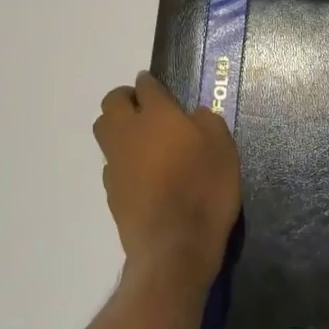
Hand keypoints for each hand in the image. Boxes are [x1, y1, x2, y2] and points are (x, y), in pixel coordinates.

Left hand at [94, 72, 241, 287]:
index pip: (146, 86)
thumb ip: (206, 122)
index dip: (152, 84)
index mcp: (157, 115)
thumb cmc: (205, 188)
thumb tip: (192, 115)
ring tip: (140, 138)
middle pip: (113, 102)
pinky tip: (141, 172)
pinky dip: (122, 159)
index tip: (159, 88)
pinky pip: (111, 162)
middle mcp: (128, 131)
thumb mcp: (223, 147)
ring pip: (104, 130)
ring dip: (117, 126)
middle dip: (126, 98)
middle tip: (145, 108)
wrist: (174, 245)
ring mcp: (115, 161)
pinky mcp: (110, 189)